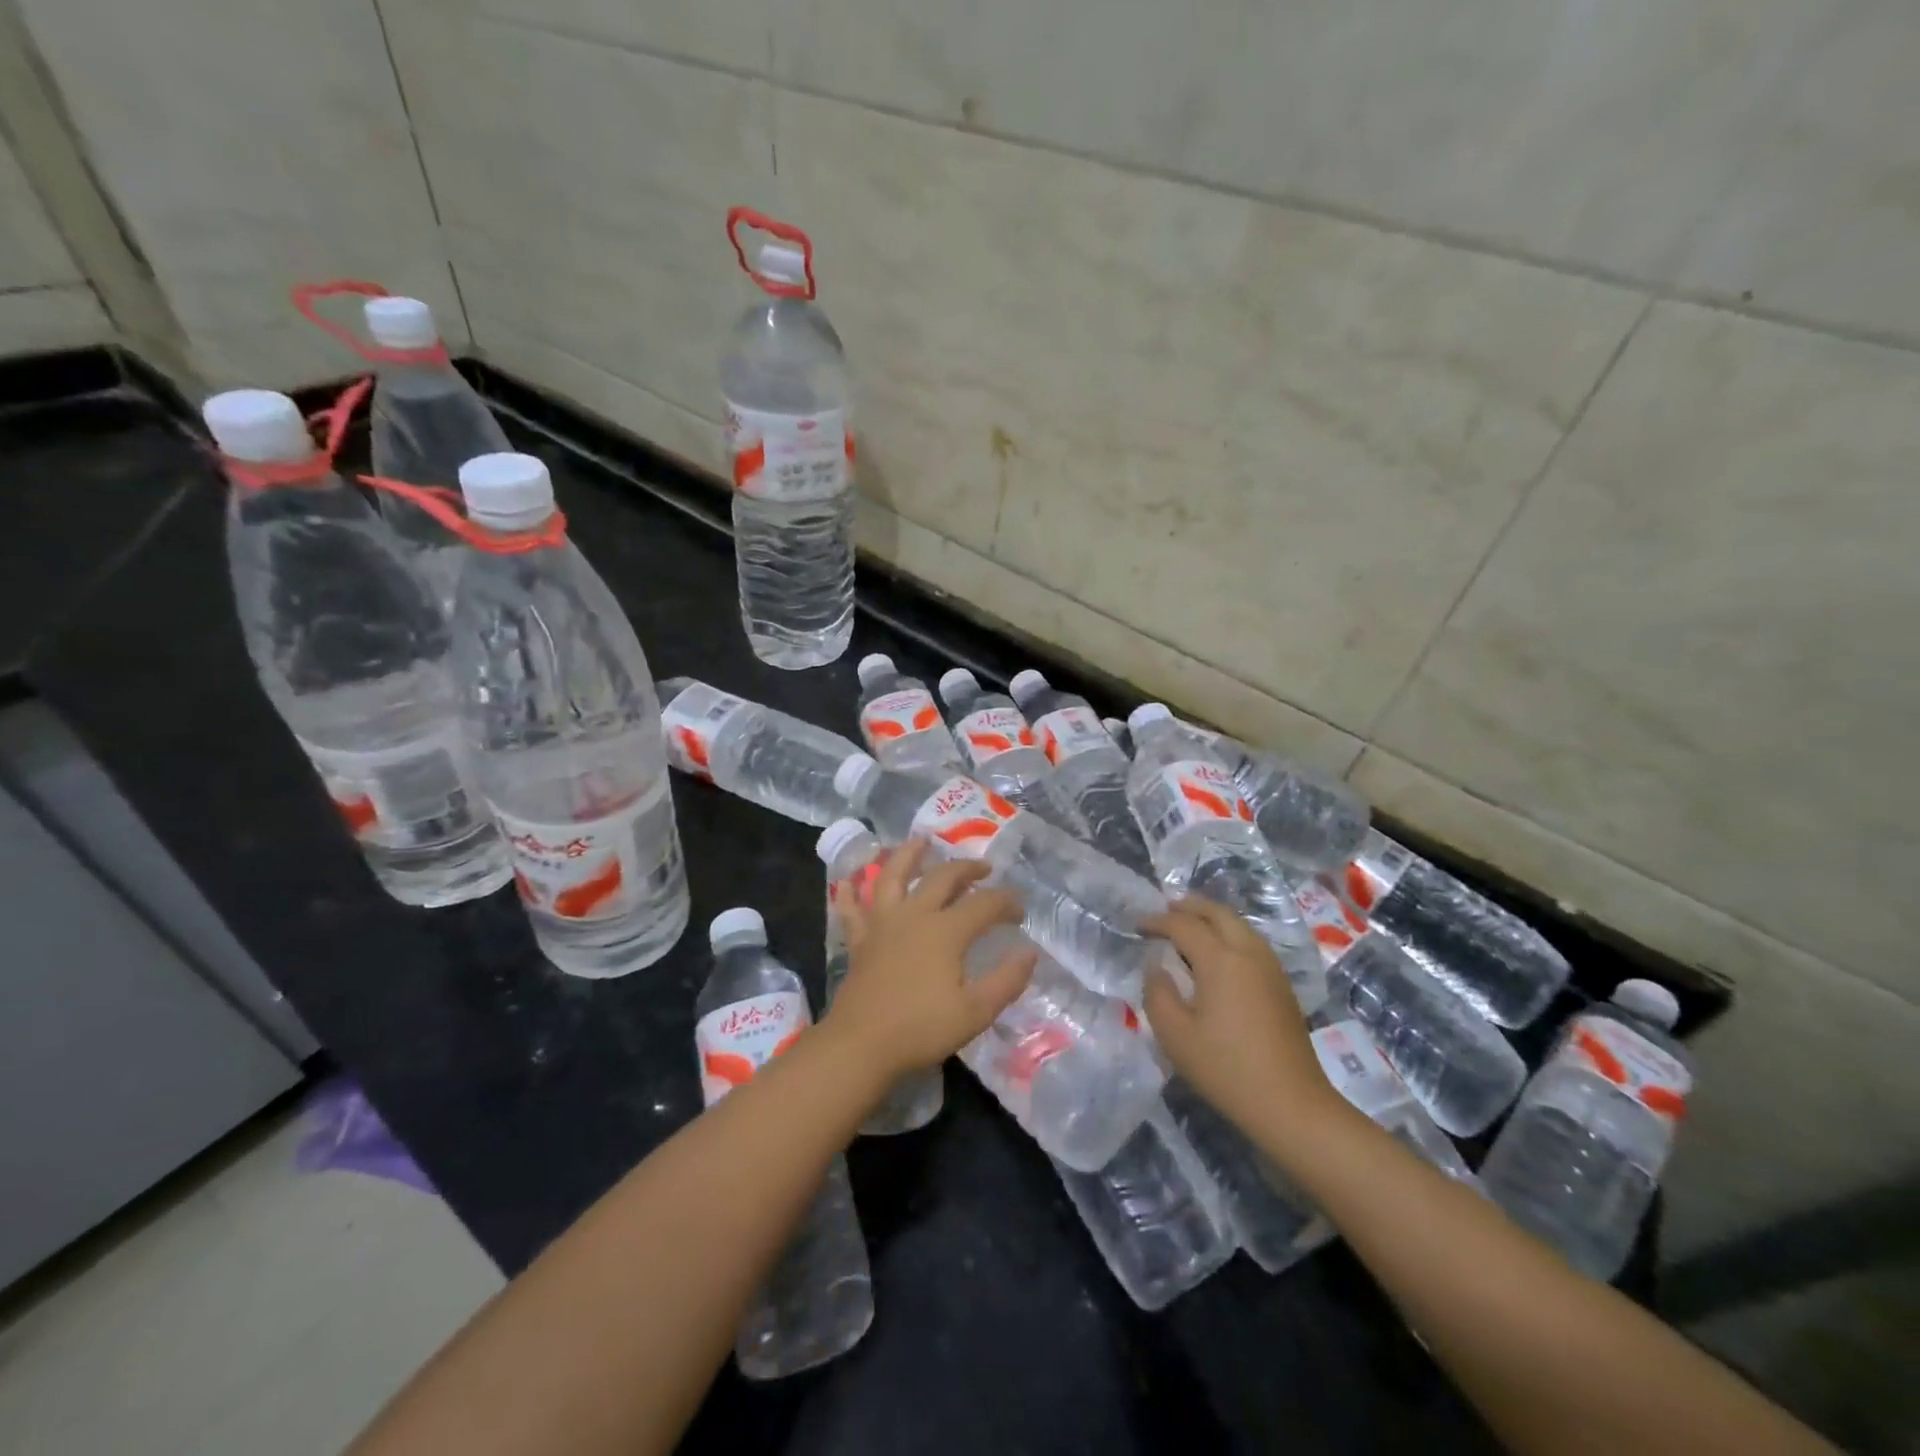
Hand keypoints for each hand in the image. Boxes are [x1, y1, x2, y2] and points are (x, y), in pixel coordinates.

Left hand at [826, 838, 1035, 1083]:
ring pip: (892, 877)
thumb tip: (1029, 953)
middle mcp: (914, 915)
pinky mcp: (860, 940)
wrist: (861, 1045)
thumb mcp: (975, 1012)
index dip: (1006, 902)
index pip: (985, 904)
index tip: (1020, 912)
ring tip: (920, 841)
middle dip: (967, 869)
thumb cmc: (921, 1029)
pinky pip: (852, 910)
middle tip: (983, 868)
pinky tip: (848, 881)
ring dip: (908, 856)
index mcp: (946, 931)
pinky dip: (849, 893)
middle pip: (943, 878)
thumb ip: (1006, 981)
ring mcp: (882, 924)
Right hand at [1142, 896, 1343, 1142]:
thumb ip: (1157, 993)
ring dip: (1212, 918)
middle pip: (1218, 913)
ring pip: (1239, 925)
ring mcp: (1270, 967)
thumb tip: (1156, 967)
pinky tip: (1217, 954)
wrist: (1291, 1104)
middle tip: (1165, 910)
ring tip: (1190, 926)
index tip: (1137, 925)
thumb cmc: (1226, 1068)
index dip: (1157, 921)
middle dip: (1189, 907)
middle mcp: (1248, 952)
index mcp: (1220, 959)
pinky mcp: (1281, 984)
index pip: (1183, 925)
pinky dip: (1229, 934)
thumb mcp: (1175, 1035)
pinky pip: (1251, 942)